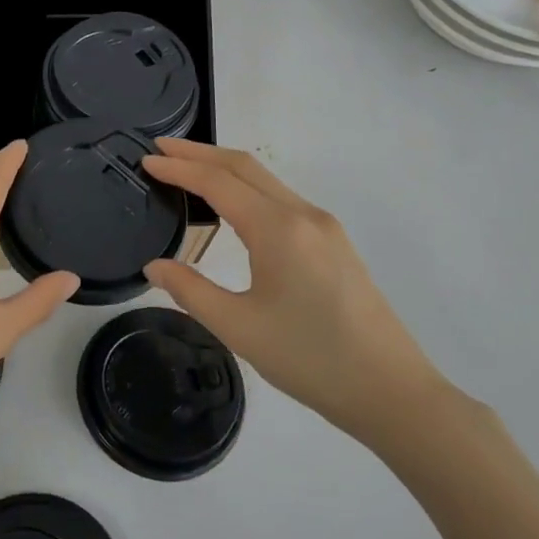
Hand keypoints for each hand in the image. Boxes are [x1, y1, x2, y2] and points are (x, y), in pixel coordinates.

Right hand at [141, 139, 443, 446]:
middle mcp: (303, 215)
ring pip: (266, 180)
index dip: (179, 167)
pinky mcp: (334, 243)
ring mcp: (324, 226)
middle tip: (160, 147)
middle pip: (244, 166)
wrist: (391, 391)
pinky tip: (232, 205)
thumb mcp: (238, 328)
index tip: (146, 158)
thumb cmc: (310, 359)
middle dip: (200, 152)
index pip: (218, 182)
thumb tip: (154, 266)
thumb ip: (190, 290)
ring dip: (224, 168)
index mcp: (278, 229)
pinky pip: (281, 198)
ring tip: (188, 169)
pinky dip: (247, 188)